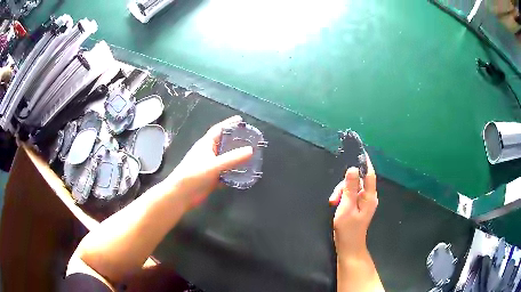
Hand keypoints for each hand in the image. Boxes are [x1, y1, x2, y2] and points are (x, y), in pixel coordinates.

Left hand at [166, 116, 252, 207]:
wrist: (181, 195)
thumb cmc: (194, 175)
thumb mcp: (214, 165)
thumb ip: (232, 158)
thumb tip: (251, 150)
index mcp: (205, 144)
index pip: (218, 129)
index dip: (229, 123)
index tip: (241, 120)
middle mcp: (208, 153)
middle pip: (223, 143)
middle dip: (235, 141)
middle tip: (251, 139)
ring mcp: (209, 166)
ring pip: (225, 159)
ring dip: (236, 158)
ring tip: (251, 156)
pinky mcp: (211, 178)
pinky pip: (225, 172)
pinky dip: (233, 172)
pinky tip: (244, 175)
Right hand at [329, 153, 377, 257]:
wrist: (349, 247)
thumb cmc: (348, 229)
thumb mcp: (346, 207)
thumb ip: (349, 188)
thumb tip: (352, 168)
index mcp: (369, 196)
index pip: (369, 174)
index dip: (364, 161)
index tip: (359, 150)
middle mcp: (368, 197)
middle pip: (357, 180)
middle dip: (344, 185)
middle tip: (334, 198)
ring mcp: (363, 202)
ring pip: (352, 188)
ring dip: (341, 192)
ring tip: (333, 203)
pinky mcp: (358, 206)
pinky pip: (351, 195)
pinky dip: (343, 197)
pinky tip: (336, 204)